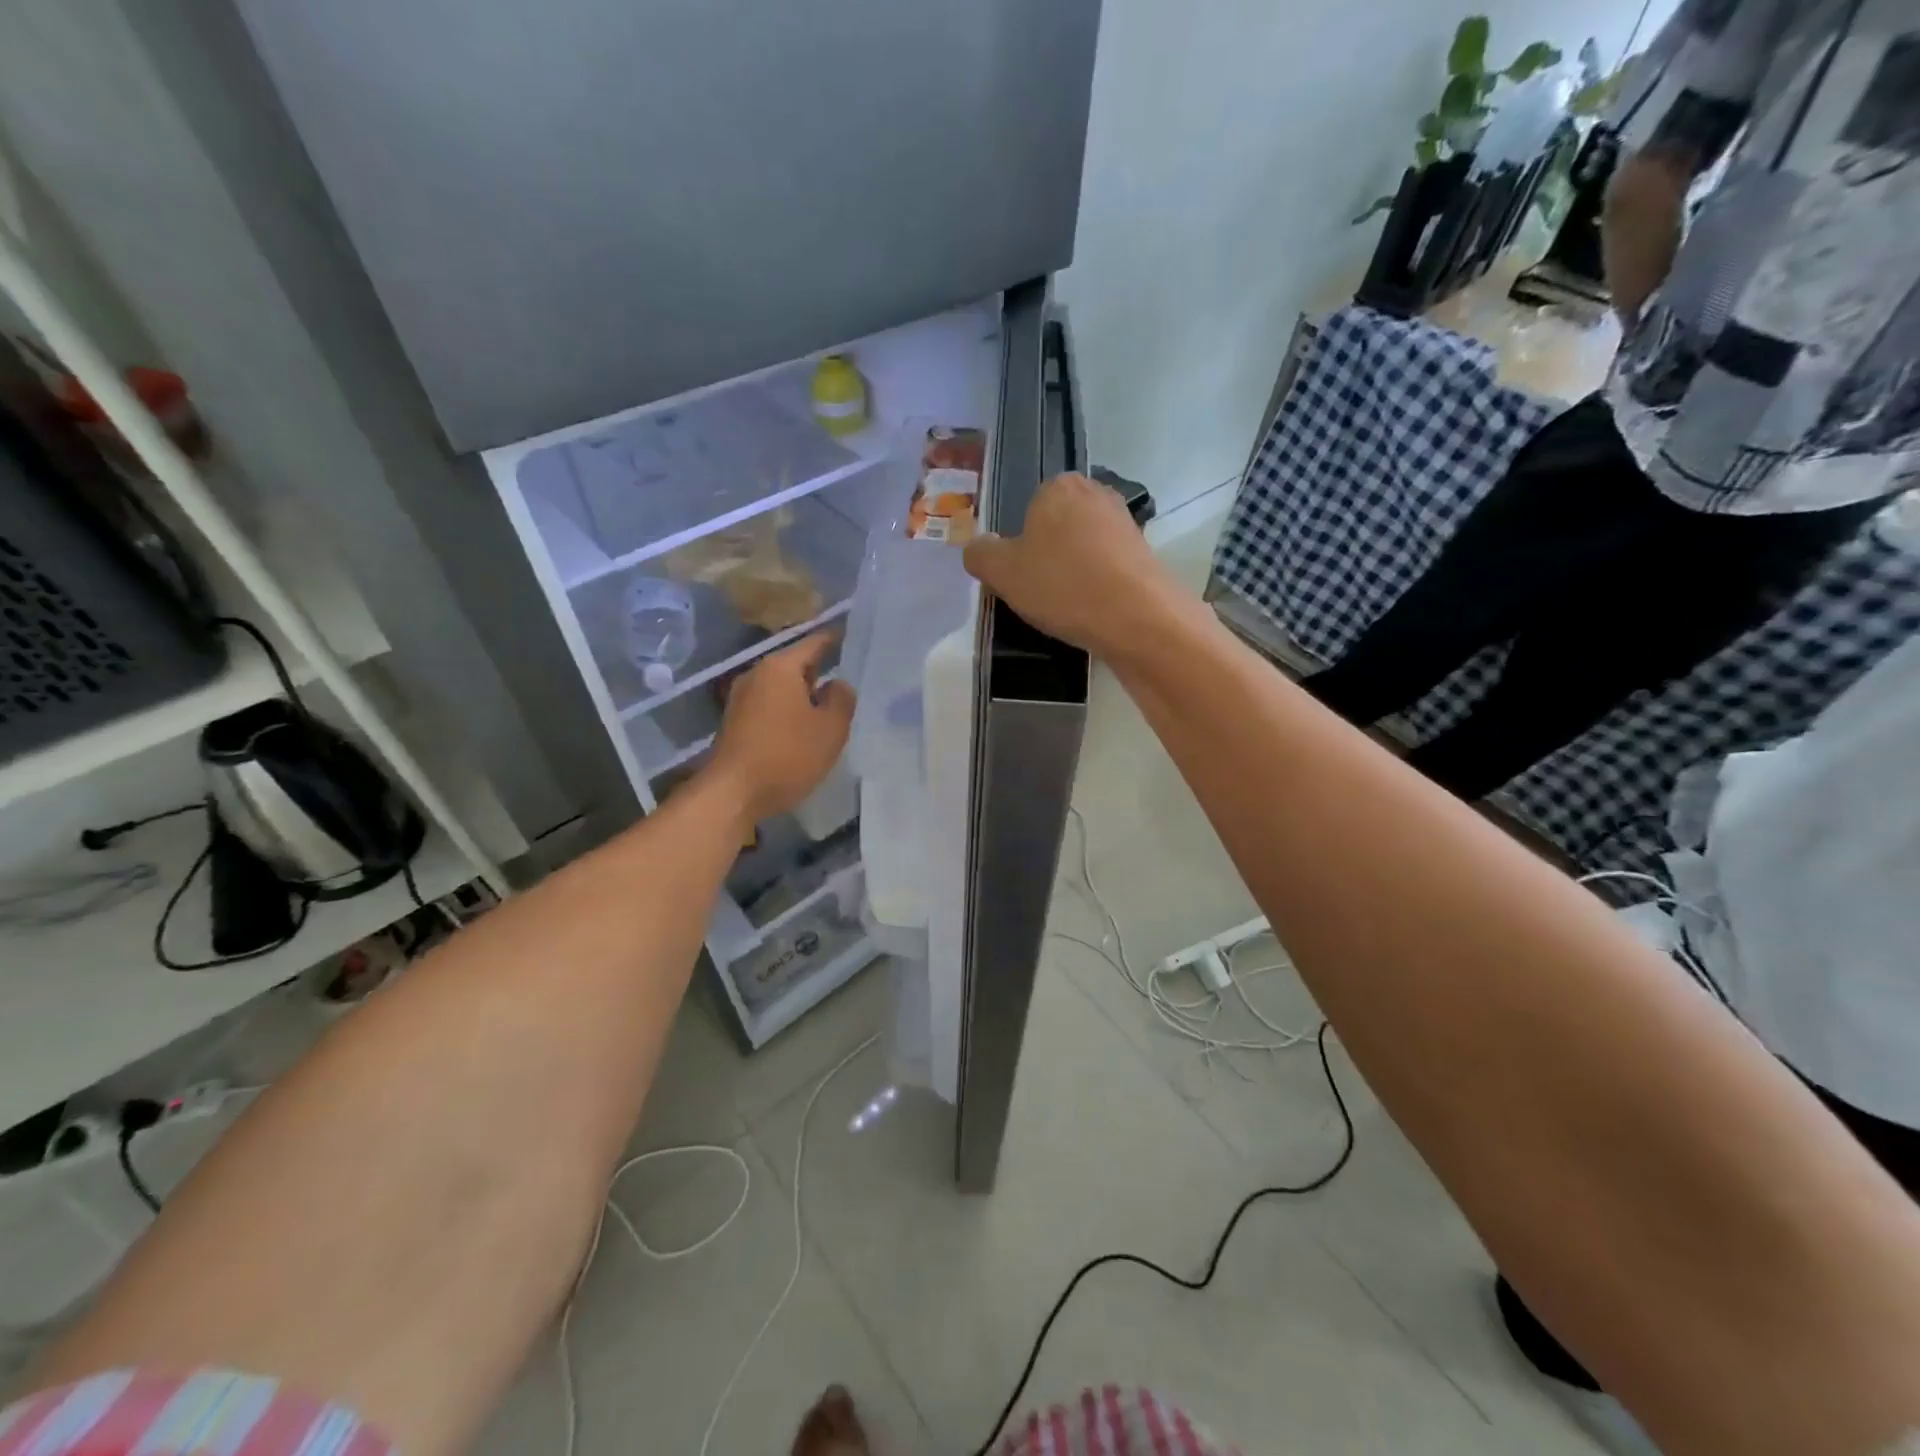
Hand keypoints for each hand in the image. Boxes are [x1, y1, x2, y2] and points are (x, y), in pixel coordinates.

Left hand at [705, 633, 854, 823]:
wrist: (733, 793)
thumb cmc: (788, 755)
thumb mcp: (831, 729)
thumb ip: (841, 700)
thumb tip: (838, 684)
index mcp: (780, 667)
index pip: (813, 643)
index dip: (834, 640)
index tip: (850, 637)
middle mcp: (756, 675)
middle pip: (795, 665)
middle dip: (819, 671)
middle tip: (846, 679)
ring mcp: (741, 699)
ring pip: (781, 687)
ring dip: (802, 695)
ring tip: (827, 707)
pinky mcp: (735, 722)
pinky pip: (769, 706)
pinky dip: (787, 710)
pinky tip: (802, 728)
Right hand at [962, 473, 1187, 658]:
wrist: (1138, 618)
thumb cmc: (1062, 585)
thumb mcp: (1003, 573)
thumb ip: (981, 554)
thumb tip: (978, 548)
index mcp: (1059, 486)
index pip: (1028, 508)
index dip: (1019, 544)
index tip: (1020, 576)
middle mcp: (1096, 493)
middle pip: (1057, 527)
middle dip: (1047, 556)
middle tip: (1039, 593)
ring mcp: (1125, 523)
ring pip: (1083, 549)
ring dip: (1073, 573)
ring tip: (1065, 607)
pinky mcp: (1145, 554)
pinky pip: (1107, 568)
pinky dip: (1097, 586)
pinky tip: (1092, 611)